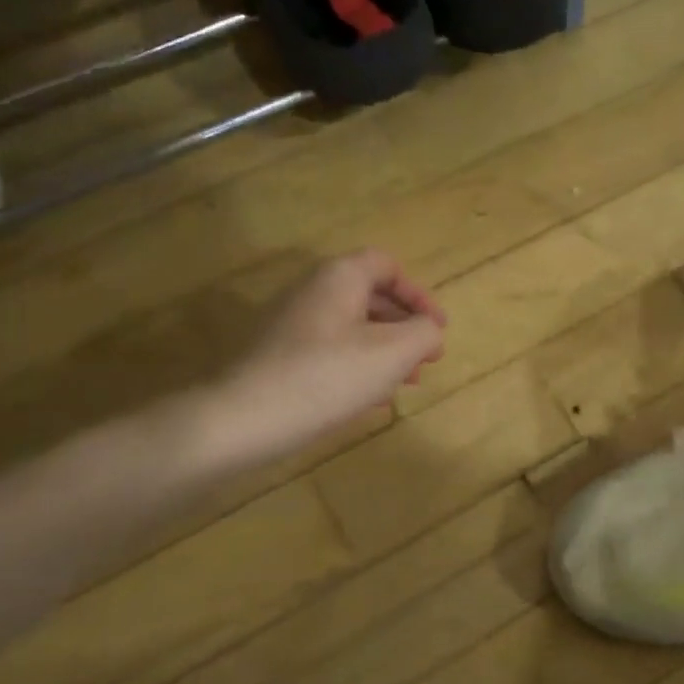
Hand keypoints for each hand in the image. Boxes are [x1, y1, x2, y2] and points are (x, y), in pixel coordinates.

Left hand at [203, 250, 446, 470]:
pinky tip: (371, 398)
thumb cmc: (329, 376)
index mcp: (340, 277)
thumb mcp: (394, 352)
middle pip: (370, 297)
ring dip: (385, 351)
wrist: (246, 417)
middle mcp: (312, 291)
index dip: (418, 294)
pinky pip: (330, 351)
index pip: (387, 266)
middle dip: (405, 327)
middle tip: (427, 359)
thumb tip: (429, 331)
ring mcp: (291, 324)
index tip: (437, 328)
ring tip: (406, 383)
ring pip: (352, 328)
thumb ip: (425, 333)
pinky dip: (358, 366)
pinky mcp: (279, 356)